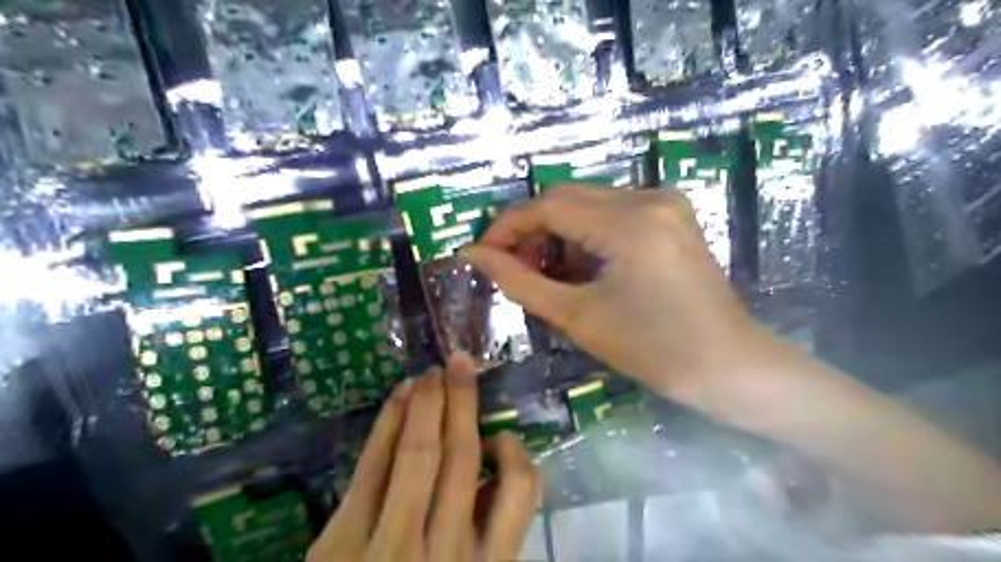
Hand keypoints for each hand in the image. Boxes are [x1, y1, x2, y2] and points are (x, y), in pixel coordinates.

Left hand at [307, 356, 538, 561]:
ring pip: (420, 453)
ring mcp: (390, 545)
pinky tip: (398, 396)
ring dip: (427, 402)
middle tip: (460, 363)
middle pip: (463, 456)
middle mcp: (447, 550)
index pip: (523, 489)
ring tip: (431, 373)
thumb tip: (491, 475)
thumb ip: (486, 537)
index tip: (499, 435)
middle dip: (463, 401)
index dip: (516, 449)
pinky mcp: (340, 542)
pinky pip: (371, 467)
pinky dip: (387, 425)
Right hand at [463, 186, 766, 404]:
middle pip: (567, 198)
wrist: (728, 366)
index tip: (481, 254)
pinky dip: (587, 236)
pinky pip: (612, 213)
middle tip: (515, 269)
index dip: (507, 227)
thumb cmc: (653, 350)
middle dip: (532, 231)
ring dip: (559, 234)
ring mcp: (665, 202)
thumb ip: (520, 281)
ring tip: (551, 276)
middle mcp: (649, 197)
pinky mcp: (672, 215)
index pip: (548, 206)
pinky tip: (585, 269)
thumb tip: (473, 256)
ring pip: (588, 204)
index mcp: (630, 223)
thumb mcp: (577, 316)